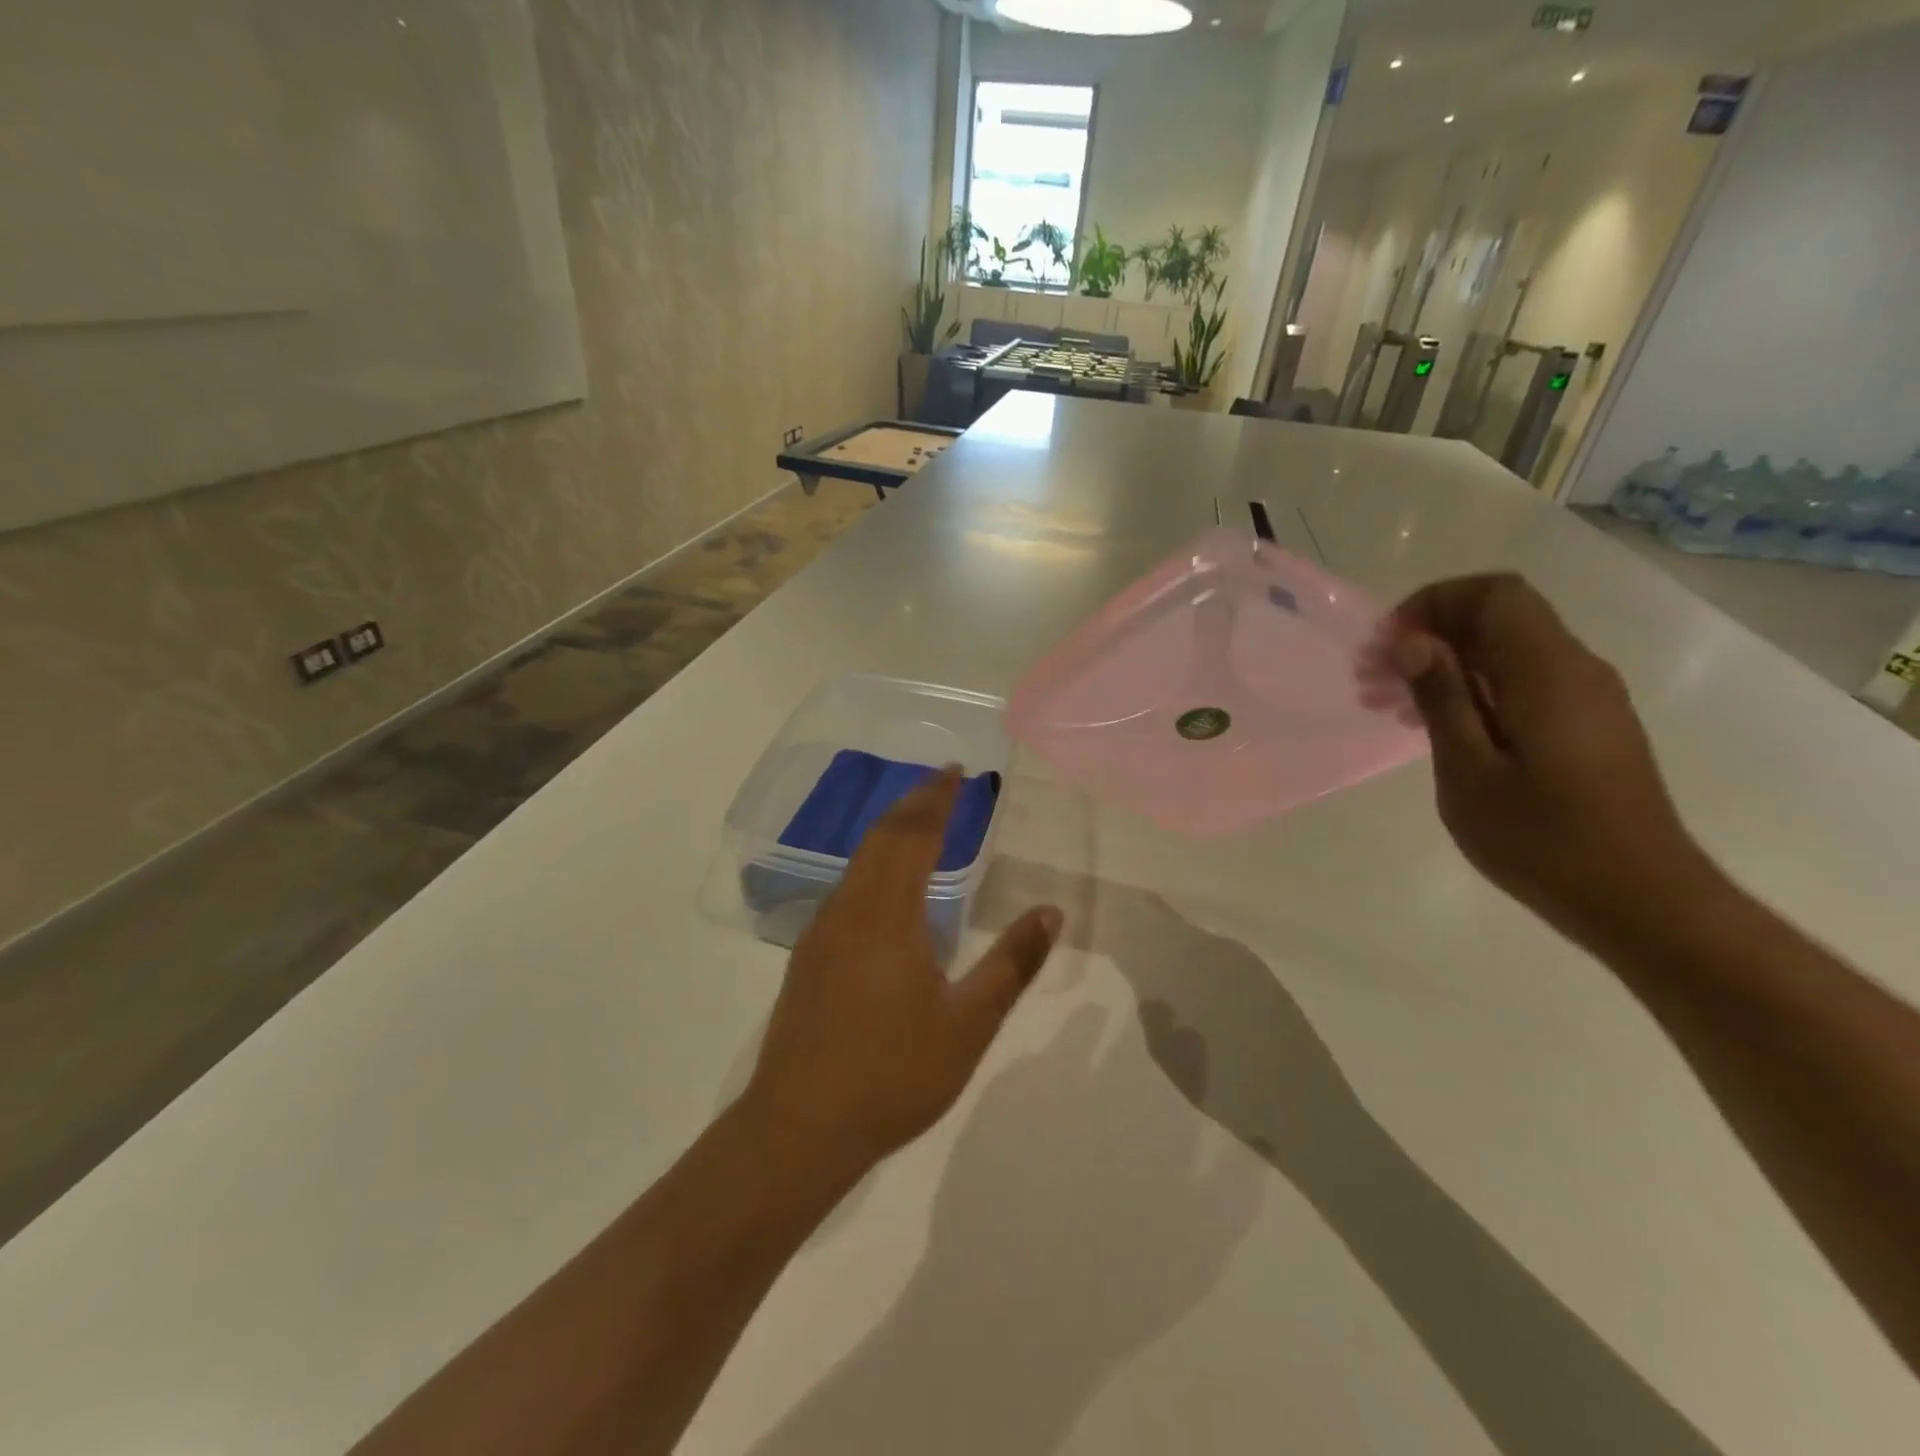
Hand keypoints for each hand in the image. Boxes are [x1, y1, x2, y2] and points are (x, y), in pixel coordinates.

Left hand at [741, 768, 1062, 1176]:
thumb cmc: (892, 1075)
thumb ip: (1011, 964)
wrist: (798, 1129)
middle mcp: (849, 909)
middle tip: (943, 782)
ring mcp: (822, 932)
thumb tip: (1050, 911)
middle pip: (881, 838)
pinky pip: (847, 886)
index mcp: (887, 915)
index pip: (914, 836)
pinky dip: (874, 862)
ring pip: (858, 861)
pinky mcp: (809, 956)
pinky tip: (886, 884)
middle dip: (914, 804)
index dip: (937, 799)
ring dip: (890, 831)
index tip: (957, 772)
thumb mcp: (968, 1024)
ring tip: (920, 819)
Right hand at [1361, 573, 1712, 943]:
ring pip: (1507, 651)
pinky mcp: (1587, 726)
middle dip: (1428, 636)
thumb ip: (1443, 698)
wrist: (1641, 900)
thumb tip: (1414, 641)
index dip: (1434, 603)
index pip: (1493, 594)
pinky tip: (1437, 729)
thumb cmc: (1543, 839)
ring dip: (1445, 666)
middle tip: (1372, 680)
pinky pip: (1523, 682)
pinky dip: (1473, 689)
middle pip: (1498, 618)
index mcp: (1547, 673)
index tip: (1388, 646)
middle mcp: (1575, 670)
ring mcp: (1586, 698)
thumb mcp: (1469, 771)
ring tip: (1390, 707)